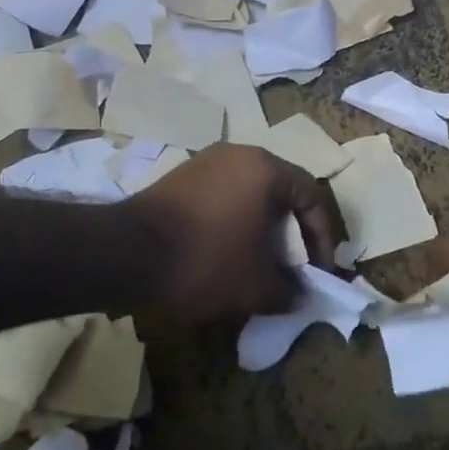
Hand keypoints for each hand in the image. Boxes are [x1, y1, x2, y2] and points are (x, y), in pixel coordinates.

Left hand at [129, 144, 345, 322]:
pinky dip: (234, 224)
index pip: (312, 196)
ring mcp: (205, 163)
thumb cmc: (204, 261)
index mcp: (265, 169)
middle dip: (292, 234)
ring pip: (250, 195)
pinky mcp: (181, 179)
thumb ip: (288, 290)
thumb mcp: (256, 286)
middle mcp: (238, 155)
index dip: (323, 238)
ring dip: (262, 230)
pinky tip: (226, 255)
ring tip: (260, 265)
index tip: (320, 272)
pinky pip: (223, 198)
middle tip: (293, 268)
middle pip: (281, 192)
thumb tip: (297, 294)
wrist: (125, 253)